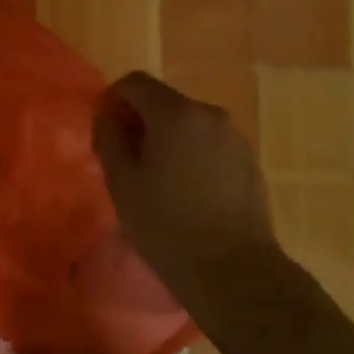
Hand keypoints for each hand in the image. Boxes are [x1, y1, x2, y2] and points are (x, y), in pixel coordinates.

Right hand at [92, 72, 279, 320]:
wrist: (234, 270)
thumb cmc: (166, 224)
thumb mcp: (121, 181)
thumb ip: (108, 137)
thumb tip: (109, 115)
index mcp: (176, 113)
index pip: (135, 82)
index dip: (113, 99)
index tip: (104, 130)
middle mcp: (209, 114)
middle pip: (164, 101)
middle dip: (140, 121)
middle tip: (125, 160)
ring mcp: (234, 137)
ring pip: (187, 123)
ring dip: (166, 138)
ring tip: (156, 180)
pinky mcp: (249, 161)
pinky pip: (208, 143)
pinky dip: (190, 154)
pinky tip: (185, 191)